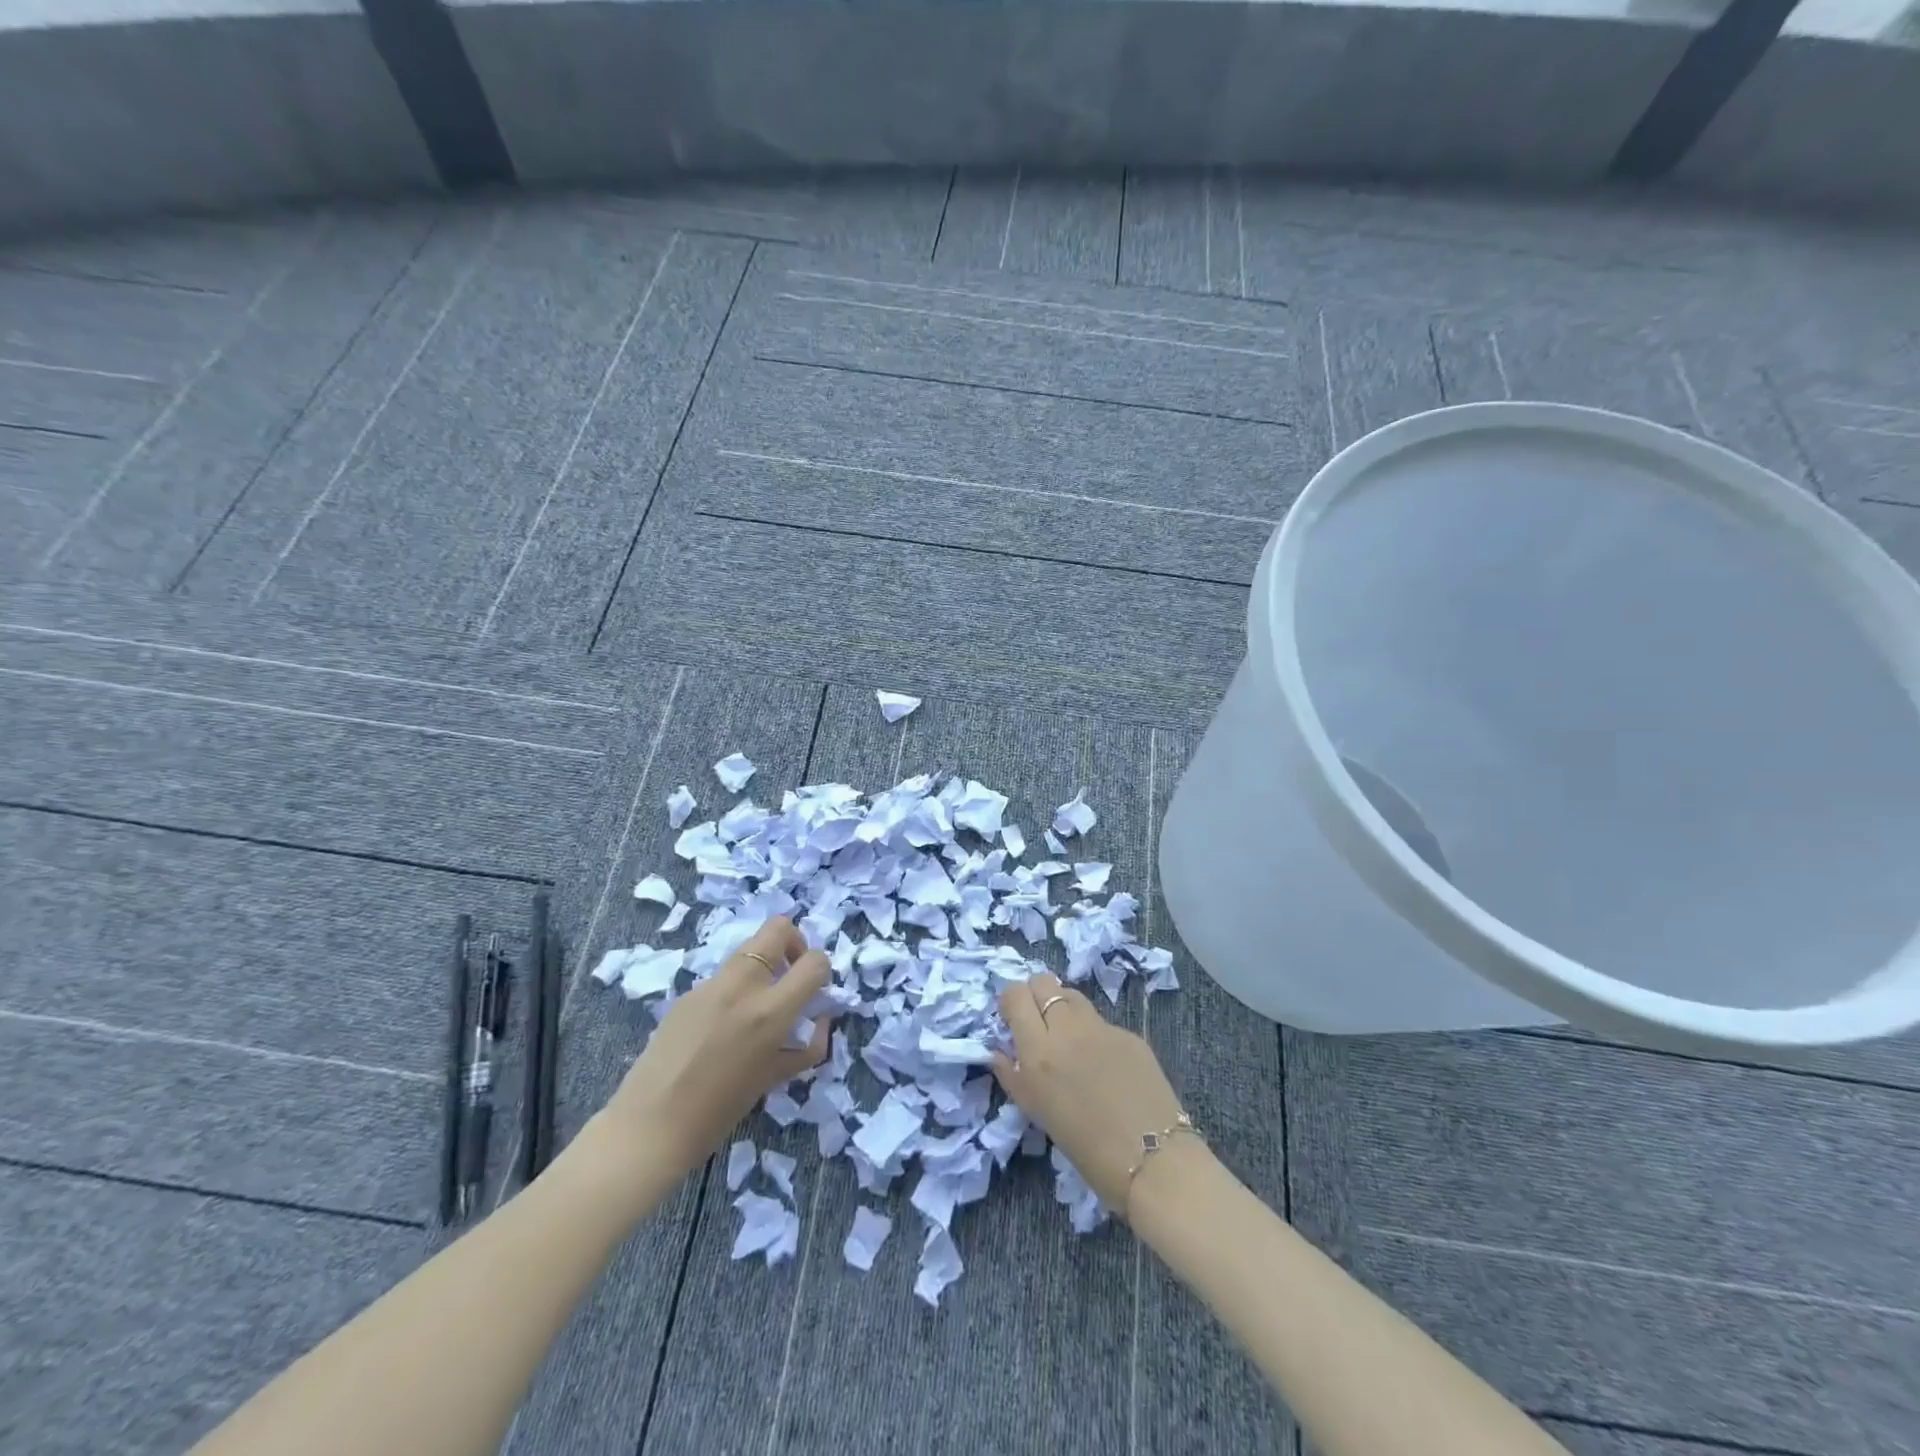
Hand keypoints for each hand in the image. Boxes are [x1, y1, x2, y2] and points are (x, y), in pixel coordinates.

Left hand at [601, 917, 833, 1182]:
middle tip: (791, 974)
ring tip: (758, 1004)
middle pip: (778, 928)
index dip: (822, 971)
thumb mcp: (775, 1078)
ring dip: (764, 964)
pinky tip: (723, 1025)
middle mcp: (742, 985)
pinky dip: (736, 988)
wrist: (651, 1125)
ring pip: (749, 948)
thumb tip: (819, 1019)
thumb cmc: (720, 1111)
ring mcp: (711, 984)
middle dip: (794, 943)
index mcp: (770, 1010)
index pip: (814, 962)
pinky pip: (724, 976)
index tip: (815, 990)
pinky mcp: (688, 992)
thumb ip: (806, 1046)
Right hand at [991, 971, 1190, 1213]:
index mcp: (1039, 1051)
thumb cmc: (1086, 1148)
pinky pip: (1100, 1021)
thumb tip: (997, 1052)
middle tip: (1038, 1023)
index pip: (1015, 995)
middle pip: (1043, 981)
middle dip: (1034, 995)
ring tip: (1067, 1038)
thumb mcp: (1038, 1113)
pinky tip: (1103, 1063)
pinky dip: (1092, 1033)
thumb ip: (1014, 1076)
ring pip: (1072, 995)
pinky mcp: (1129, 1034)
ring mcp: (1101, 1027)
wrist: (1153, 1160)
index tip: (1013, 1021)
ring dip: (1062, 1007)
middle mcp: (1068, 1029)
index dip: (1011, 1002)